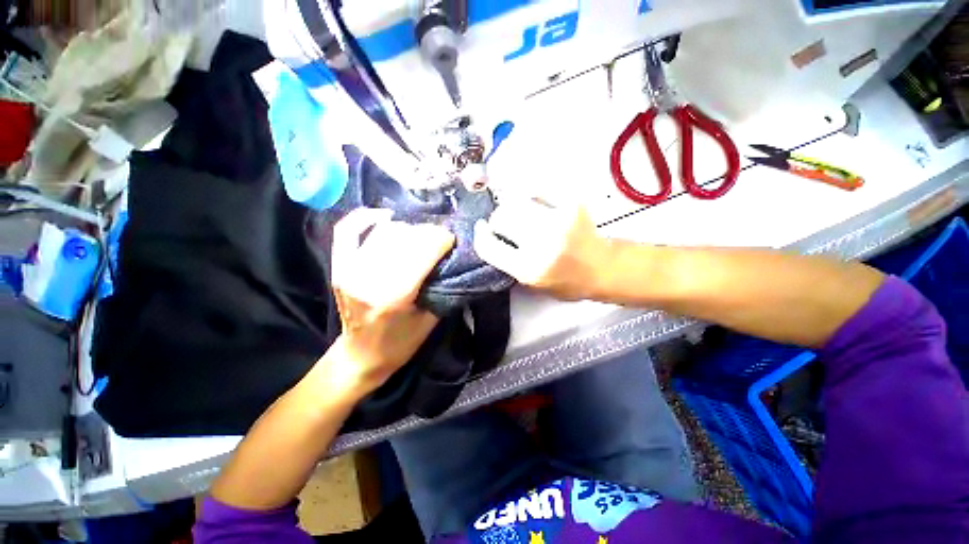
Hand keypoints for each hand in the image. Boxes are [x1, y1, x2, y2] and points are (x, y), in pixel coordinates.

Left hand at [328, 208, 454, 396]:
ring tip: (420, 236)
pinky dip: (367, 217)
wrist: (361, 356)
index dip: (441, 239)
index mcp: (393, 295)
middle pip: (404, 236)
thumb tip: (452, 255)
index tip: (452, 239)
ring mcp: (348, 269)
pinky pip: (348, 229)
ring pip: (384, 230)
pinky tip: (387, 217)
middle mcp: (367, 277)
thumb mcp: (431, 318)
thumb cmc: (401, 342)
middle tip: (440, 239)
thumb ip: (442, 285)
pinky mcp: (339, 265)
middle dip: (428, 232)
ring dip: (408, 228)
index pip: (422, 250)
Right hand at [473, 197, 607, 300]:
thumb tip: (489, 237)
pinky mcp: (571, 205)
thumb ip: (508, 264)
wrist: (602, 268)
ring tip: (520, 213)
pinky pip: (538, 190)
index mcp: (529, 269)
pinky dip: (532, 196)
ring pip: (516, 200)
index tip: (481, 229)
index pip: (489, 246)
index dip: (480, 236)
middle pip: (501, 217)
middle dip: (497, 220)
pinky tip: (535, 204)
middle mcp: (541, 244)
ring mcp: (557, 221)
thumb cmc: (565, 282)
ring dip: (512, 206)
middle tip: (503, 223)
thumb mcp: (532, 284)